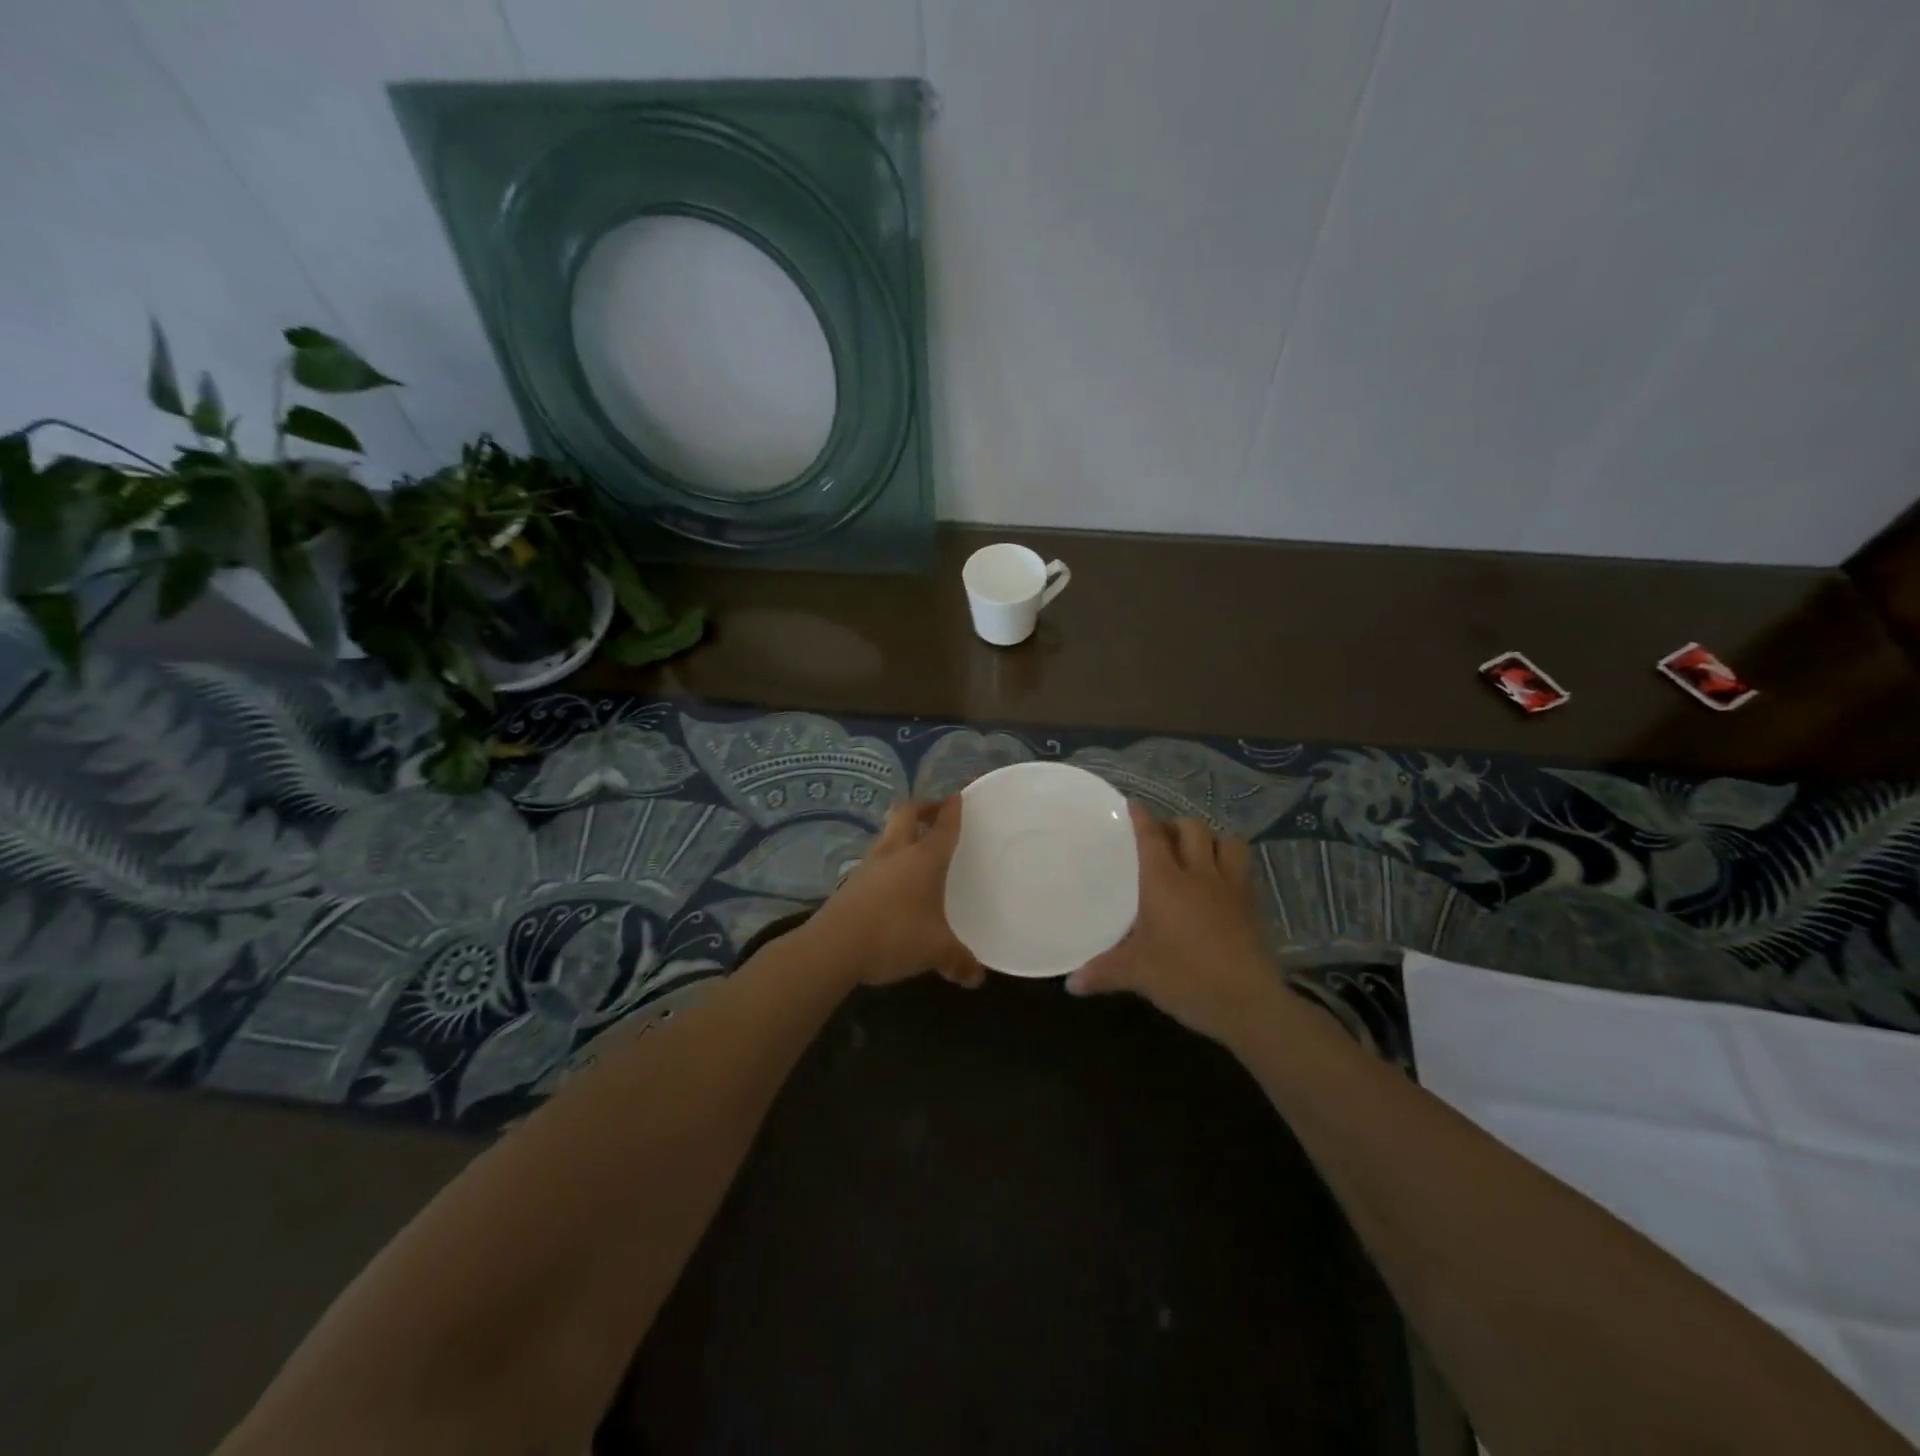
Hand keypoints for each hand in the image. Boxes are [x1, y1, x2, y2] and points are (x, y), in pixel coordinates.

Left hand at [801, 797, 984, 989]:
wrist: (834, 947)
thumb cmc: (894, 936)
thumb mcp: (935, 951)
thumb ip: (958, 960)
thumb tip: (977, 977)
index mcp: (923, 859)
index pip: (943, 825)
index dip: (952, 809)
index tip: (958, 795)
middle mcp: (896, 853)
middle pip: (907, 813)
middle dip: (923, 808)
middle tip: (936, 814)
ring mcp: (870, 865)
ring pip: (888, 835)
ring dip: (902, 834)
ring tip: (916, 849)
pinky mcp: (852, 882)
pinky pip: (875, 861)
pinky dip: (888, 862)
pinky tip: (894, 884)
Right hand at [1066, 803, 1278, 1040]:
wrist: (1247, 1002)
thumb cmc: (1184, 977)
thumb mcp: (1137, 974)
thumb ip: (1102, 972)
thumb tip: (1070, 983)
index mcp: (1164, 881)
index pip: (1151, 836)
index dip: (1141, 816)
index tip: (1132, 803)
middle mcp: (1199, 874)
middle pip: (1192, 829)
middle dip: (1176, 824)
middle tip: (1162, 837)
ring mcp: (1232, 887)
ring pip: (1228, 842)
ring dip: (1211, 839)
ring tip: (1198, 851)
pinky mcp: (1254, 906)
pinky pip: (1244, 870)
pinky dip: (1232, 865)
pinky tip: (1222, 882)